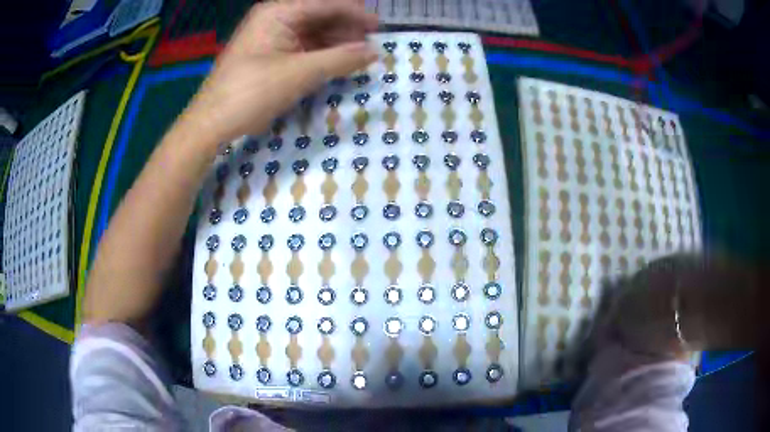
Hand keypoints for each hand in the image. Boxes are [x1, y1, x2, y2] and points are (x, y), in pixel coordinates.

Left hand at [182, 0, 378, 144]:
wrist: (211, 123)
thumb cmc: (252, 92)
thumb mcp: (300, 73)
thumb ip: (340, 59)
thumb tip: (374, 52)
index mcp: (279, 12)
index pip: (327, 4)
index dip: (356, 14)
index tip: (380, 28)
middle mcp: (275, 18)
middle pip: (320, 16)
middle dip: (346, 29)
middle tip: (371, 46)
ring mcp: (270, 36)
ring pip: (312, 33)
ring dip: (336, 43)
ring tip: (359, 56)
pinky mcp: (269, 54)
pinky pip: (302, 47)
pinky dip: (320, 54)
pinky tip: (336, 63)